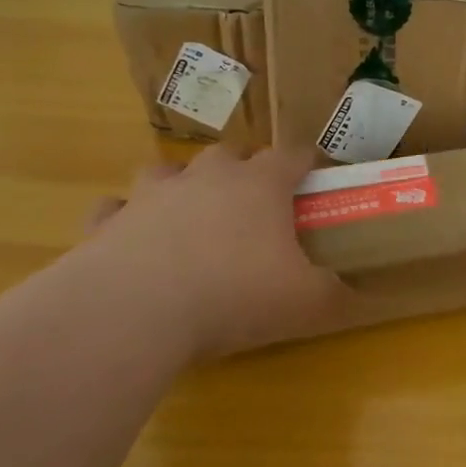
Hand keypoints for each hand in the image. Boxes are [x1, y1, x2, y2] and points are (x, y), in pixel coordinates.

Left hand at [69, 144, 347, 356]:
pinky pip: (115, 208)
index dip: (306, 163)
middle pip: (229, 154)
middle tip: (252, 206)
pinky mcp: (107, 223)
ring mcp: (151, 195)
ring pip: (168, 170)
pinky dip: (124, 219)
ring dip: (181, 185)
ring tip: (189, 215)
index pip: (291, 155)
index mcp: (260, 185)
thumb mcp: (305, 303)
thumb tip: (358, 296)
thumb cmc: (234, 296)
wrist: (135, 312)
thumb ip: (335, 295)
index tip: (314, 177)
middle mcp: (207, 177)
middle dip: (242, 171)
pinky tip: (130, 240)